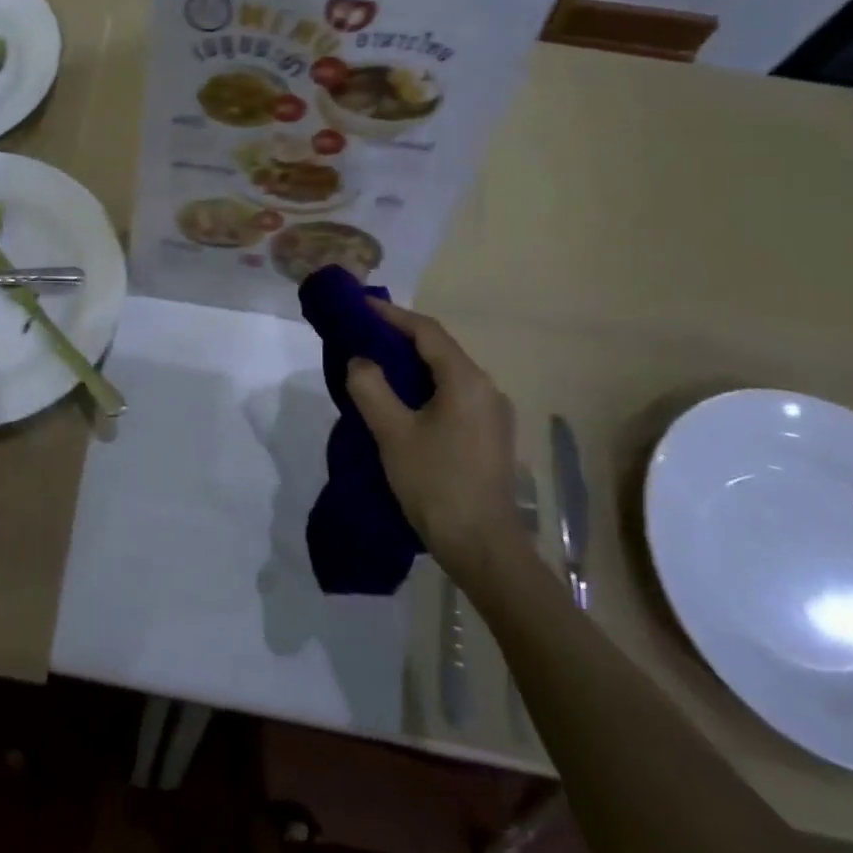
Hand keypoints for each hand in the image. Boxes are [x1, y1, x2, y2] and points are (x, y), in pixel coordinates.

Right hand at [344, 300, 518, 578]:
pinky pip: (454, 395)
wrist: (482, 547)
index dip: (391, 314)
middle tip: (362, 333)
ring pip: (447, 374)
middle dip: (400, 337)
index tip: (360, 305)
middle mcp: (487, 388)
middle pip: (439, 349)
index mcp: (466, 380)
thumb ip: (370, 387)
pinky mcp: (490, 436)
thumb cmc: (436, 483)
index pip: (426, 331)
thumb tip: (360, 360)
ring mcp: (493, 414)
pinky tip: (402, 400)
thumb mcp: (392, 432)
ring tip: (376, 363)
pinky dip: (425, 386)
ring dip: (412, 363)